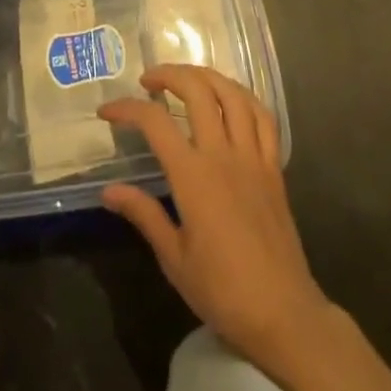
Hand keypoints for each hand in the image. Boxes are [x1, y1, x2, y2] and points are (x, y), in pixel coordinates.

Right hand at [99, 65, 333, 374]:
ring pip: (232, 94)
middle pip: (197, 91)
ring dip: (206, 75)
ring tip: (186, 78)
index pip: (154, 122)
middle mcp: (223, 155)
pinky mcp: (274, 167)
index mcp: (193, 176)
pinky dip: (244, 97)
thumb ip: (143, 214)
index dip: (127, 109)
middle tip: (148, 80)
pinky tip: (230, 98)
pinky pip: (263, 117)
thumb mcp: (173, 258)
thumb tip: (108, 190)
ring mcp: (253, 157)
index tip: (107, 111)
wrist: (283, 315)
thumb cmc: (222, 291)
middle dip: (169, 75)